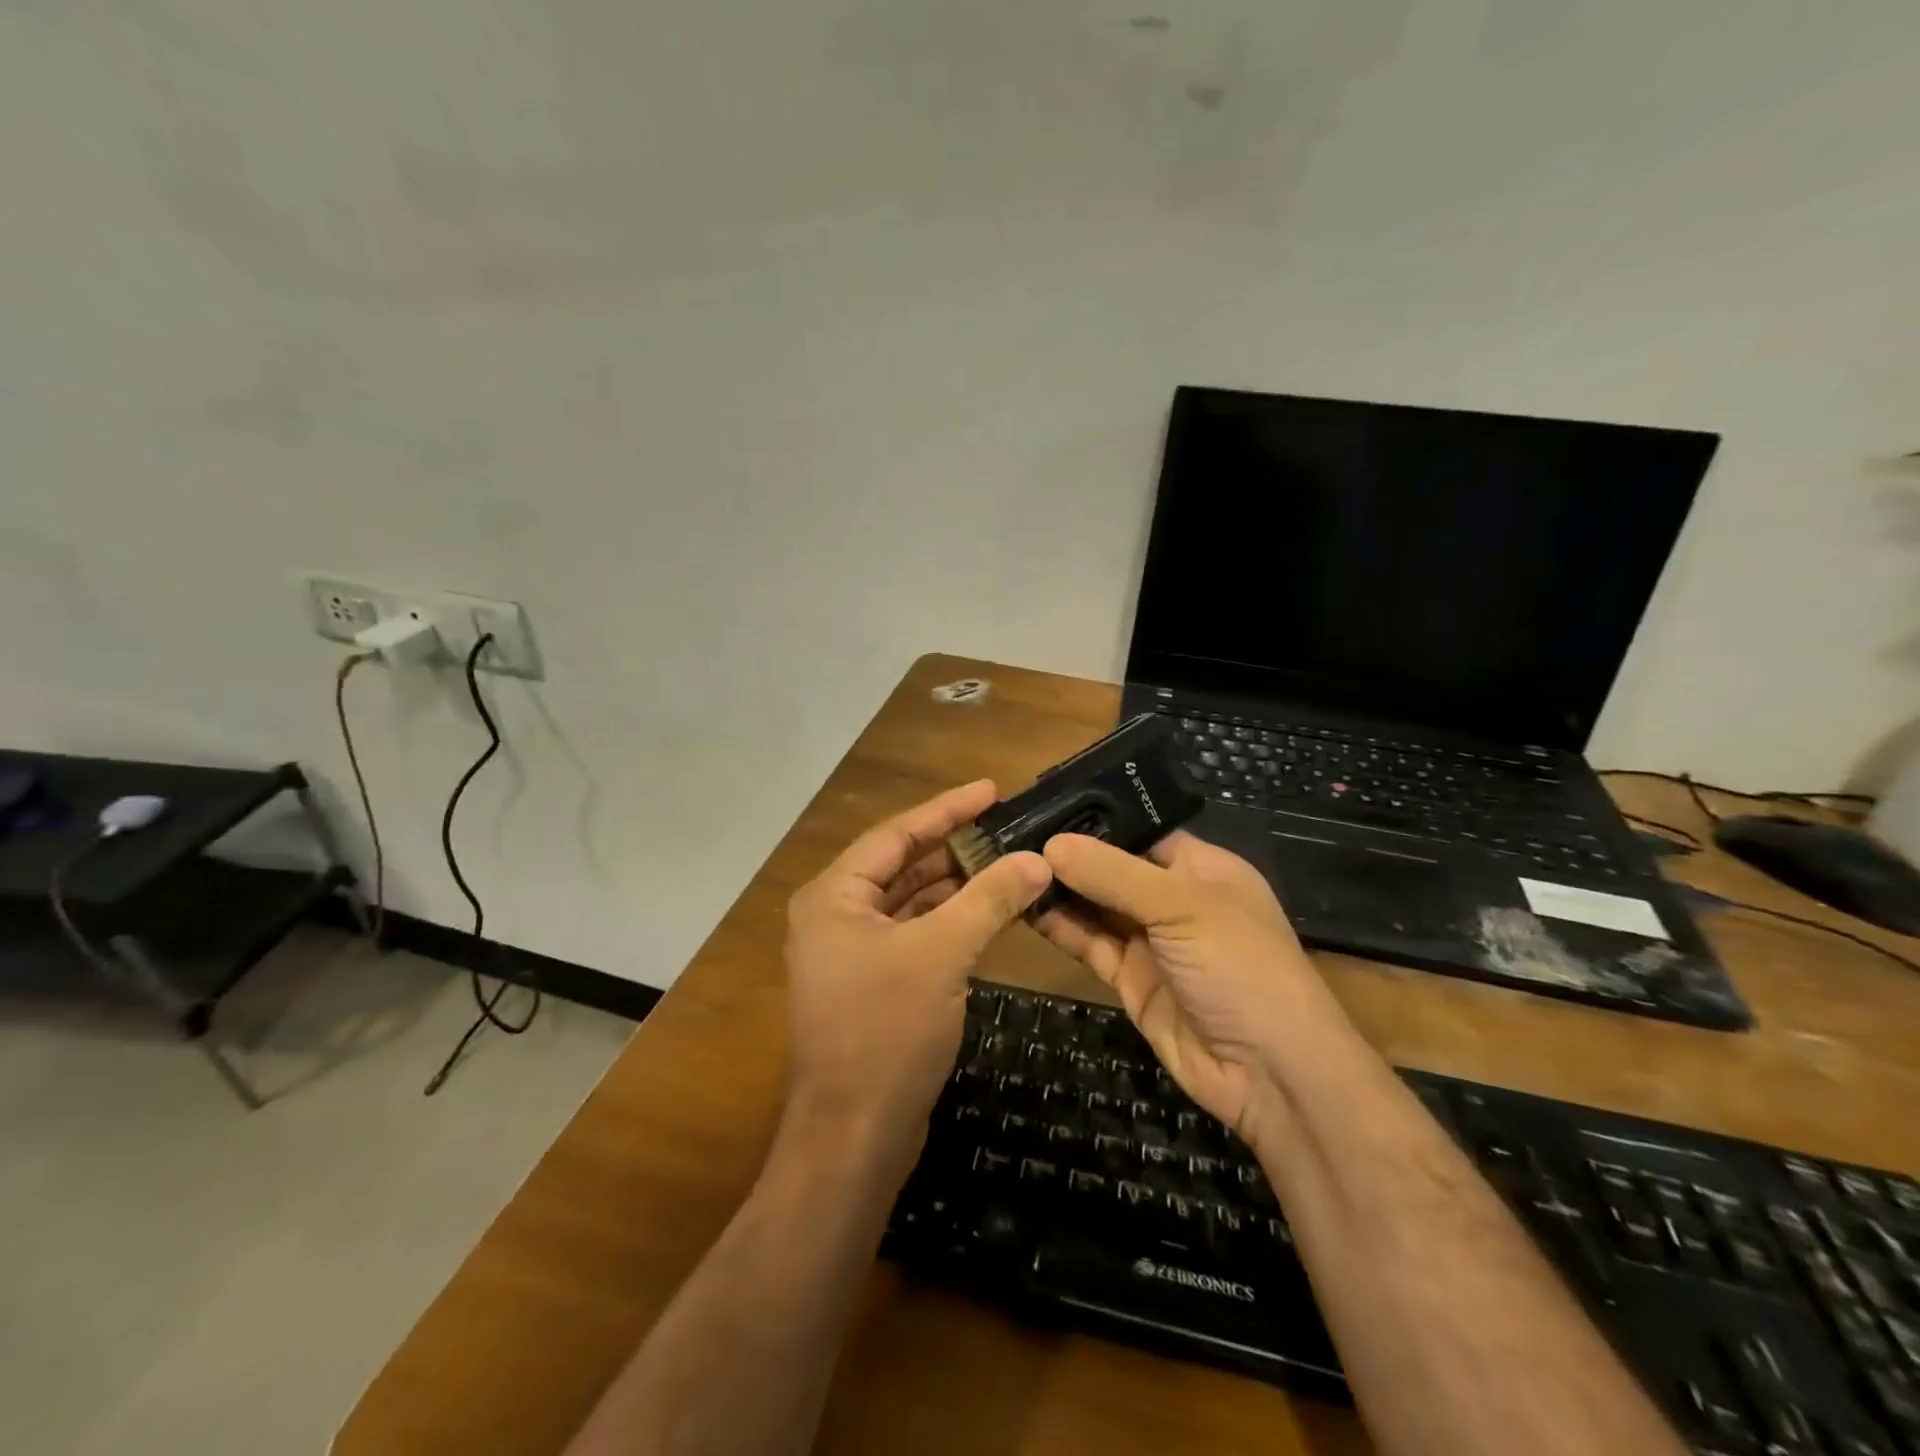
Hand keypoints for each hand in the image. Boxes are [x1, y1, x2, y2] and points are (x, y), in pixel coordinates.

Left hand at [783, 780, 1050, 1152]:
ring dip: (955, 884)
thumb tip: (1038, 859)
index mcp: (834, 896)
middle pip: (902, 865)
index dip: (947, 809)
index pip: (896, 834)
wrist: (854, 1137)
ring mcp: (852, 952)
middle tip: (1006, 826)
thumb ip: (990, 899)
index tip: (991, 789)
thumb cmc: (886, 1032)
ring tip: (1006, 863)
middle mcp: (836, 916)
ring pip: (910, 901)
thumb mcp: (942, 955)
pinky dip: (948, 921)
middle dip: (954, 846)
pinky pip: (914, 934)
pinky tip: (986, 912)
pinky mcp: (872, 984)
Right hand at [1037, 831, 1343, 1143]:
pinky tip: (1025, 907)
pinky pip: (1090, 944)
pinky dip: (1060, 927)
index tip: (1042, 806)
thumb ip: (1113, 874)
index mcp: (1201, 868)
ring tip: (1007, 866)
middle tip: (1010, 836)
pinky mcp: (1130, 979)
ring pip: (1096, 906)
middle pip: (1112, 868)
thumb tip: (1051, 843)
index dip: (1095, 819)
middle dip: (1069, 855)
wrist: (1270, 1073)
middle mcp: (1174, 899)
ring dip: (1059, 890)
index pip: (1141, 830)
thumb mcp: (1180, 906)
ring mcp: (1151, 941)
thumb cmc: (1239, 966)